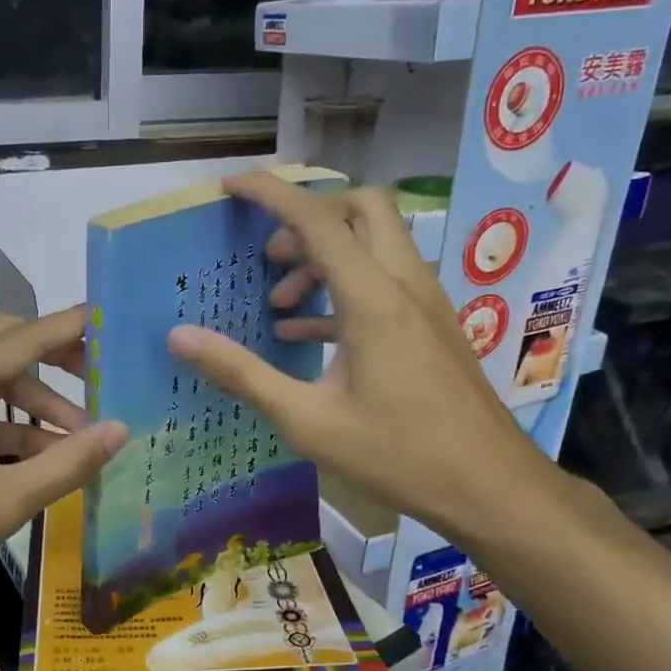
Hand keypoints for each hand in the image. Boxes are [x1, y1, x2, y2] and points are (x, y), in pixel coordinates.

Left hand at [0, 307, 126, 618]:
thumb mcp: (4, 501)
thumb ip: (67, 463)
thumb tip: (121, 430)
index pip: (23, 338)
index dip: (71, 327)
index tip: (114, 321)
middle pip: (5, 346)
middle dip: (55, 358)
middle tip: (101, 377)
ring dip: (37, 403)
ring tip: (82, 438)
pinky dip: (12, 428)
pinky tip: (46, 459)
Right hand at [168, 172, 551, 546]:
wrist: (490, 487)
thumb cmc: (396, 453)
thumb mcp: (306, 420)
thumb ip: (241, 373)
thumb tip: (179, 337)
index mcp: (372, 298)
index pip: (317, 219)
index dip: (270, 194)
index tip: (231, 184)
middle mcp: (403, 283)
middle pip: (361, 209)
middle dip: (309, 216)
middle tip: (270, 255)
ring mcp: (424, 302)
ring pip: (375, 243)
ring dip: (324, 257)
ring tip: (279, 303)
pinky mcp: (430, 324)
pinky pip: (383, 281)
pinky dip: (342, 288)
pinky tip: (307, 334)